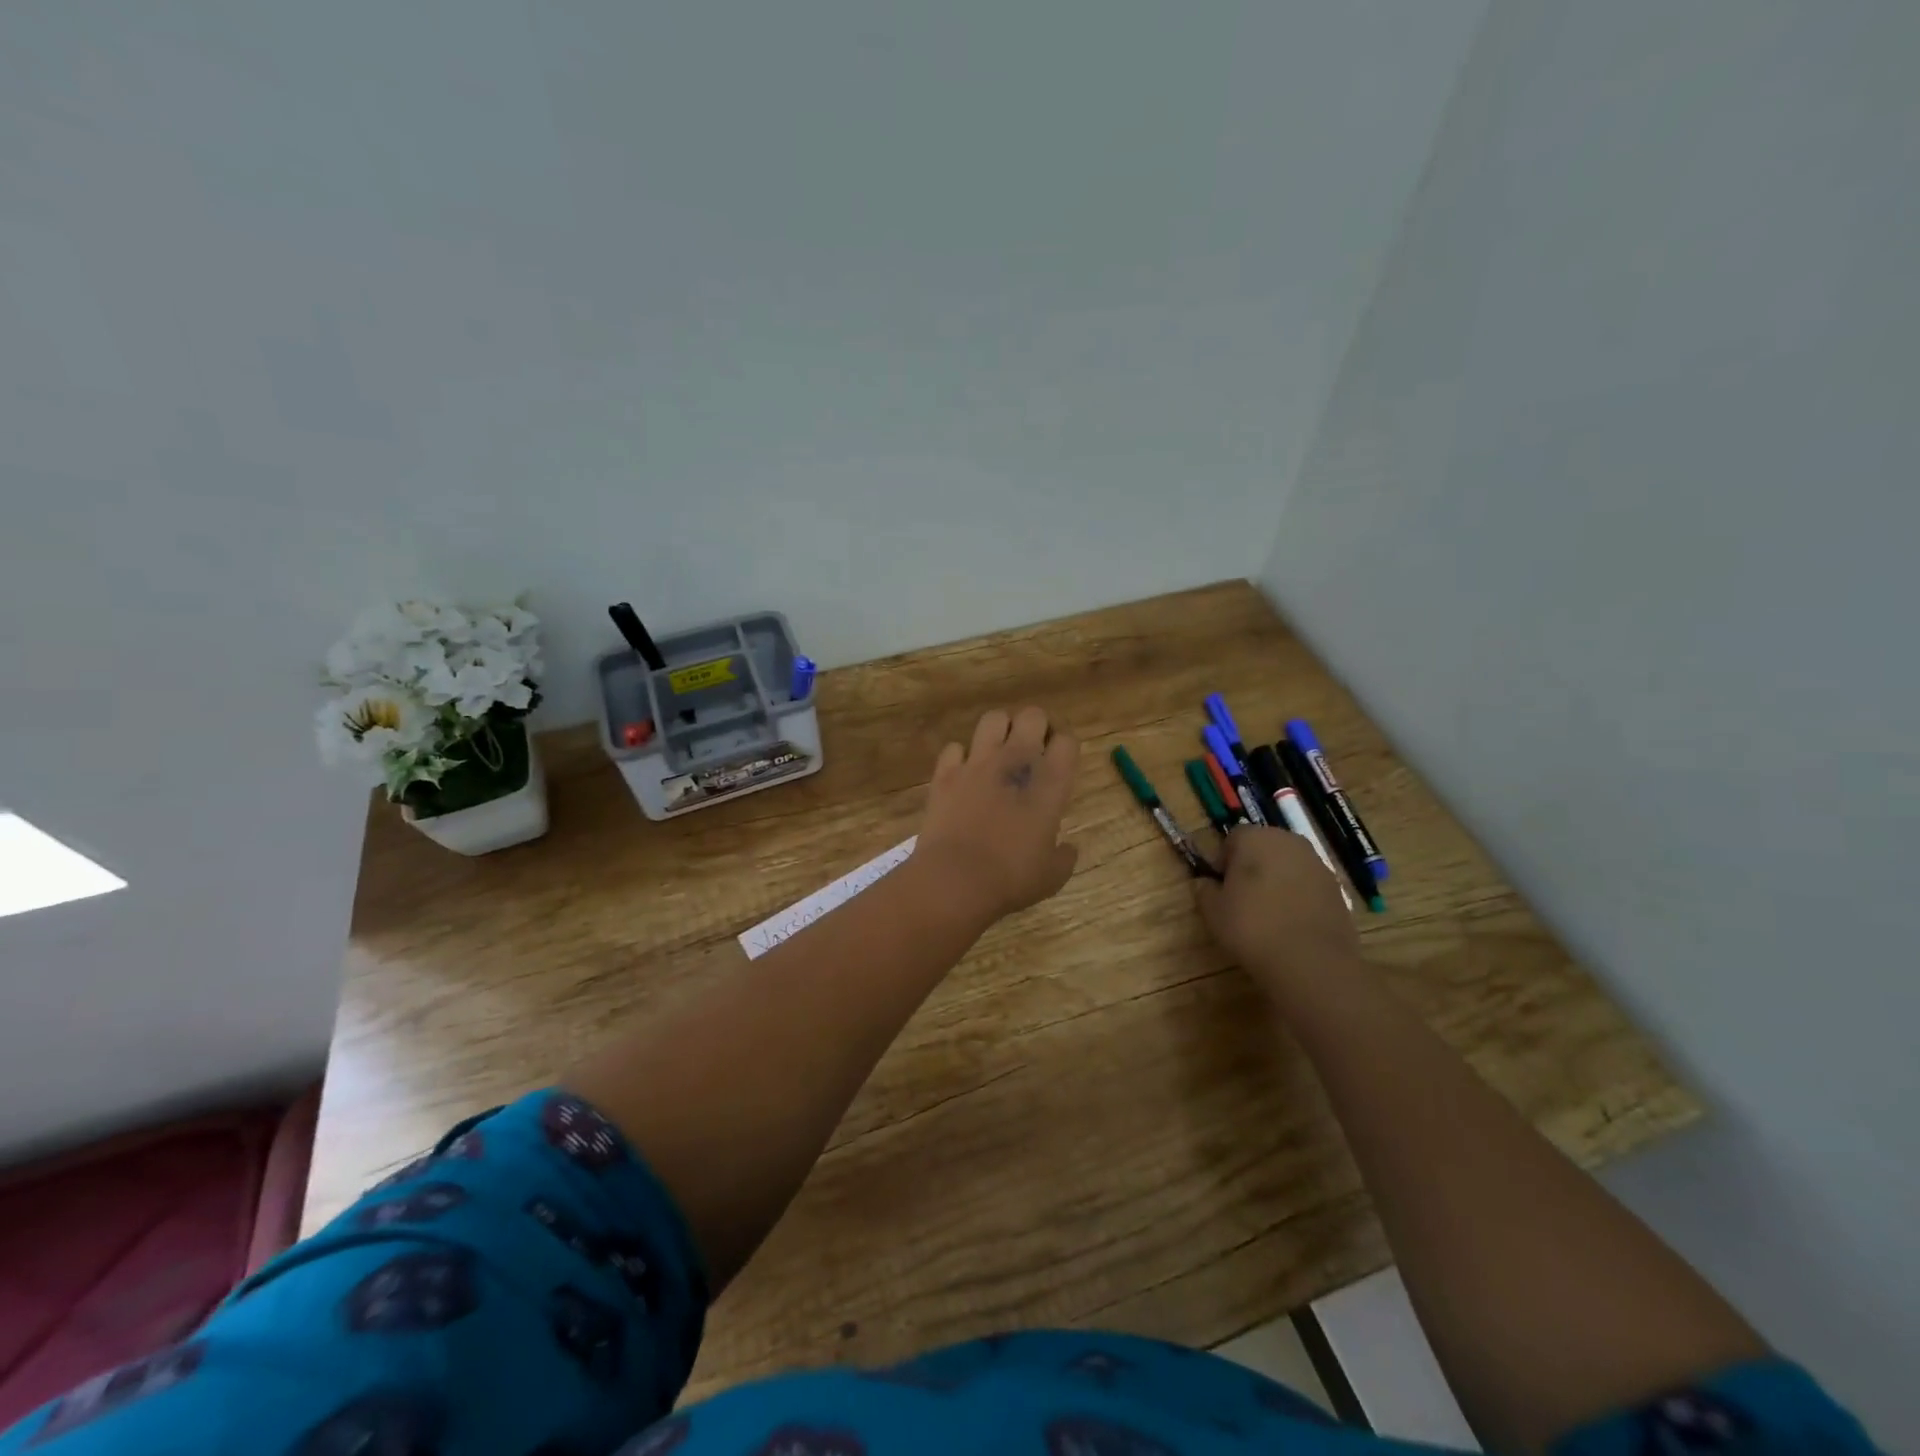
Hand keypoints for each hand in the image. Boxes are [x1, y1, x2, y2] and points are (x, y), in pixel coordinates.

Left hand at [916, 707, 1079, 922]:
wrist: (955, 879)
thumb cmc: (1011, 878)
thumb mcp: (1052, 875)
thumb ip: (1064, 856)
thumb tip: (1068, 848)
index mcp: (1049, 783)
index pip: (1067, 741)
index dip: (1065, 747)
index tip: (1059, 762)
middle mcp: (1016, 761)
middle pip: (1033, 716)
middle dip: (1035, 726)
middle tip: (1032, 750)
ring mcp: (977, 763)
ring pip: (993, 718)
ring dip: (1000, 730)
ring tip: (998, 752)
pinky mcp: (945, 772)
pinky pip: (955, 747)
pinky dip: (961, 757)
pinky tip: (963, 773)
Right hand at [1193, 828, 1361, 998]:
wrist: (1311, 961)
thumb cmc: (1252, 927)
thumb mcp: (1212, 911)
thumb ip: (1205, 889)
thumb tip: (1207, 883)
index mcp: (1255, 837)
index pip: (1232, 838)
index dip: (1223, 862)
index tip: (1221, 887)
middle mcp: (1289, 841)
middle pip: (1264, 847)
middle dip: (1252, 867)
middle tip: (1242, 899)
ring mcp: (1318, 864)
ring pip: (1288, 865)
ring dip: (1277, 881)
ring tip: (1269, 914)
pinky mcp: (1338, 888)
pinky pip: (1308, 885)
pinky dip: (1299, 897)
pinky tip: (1292, 924)